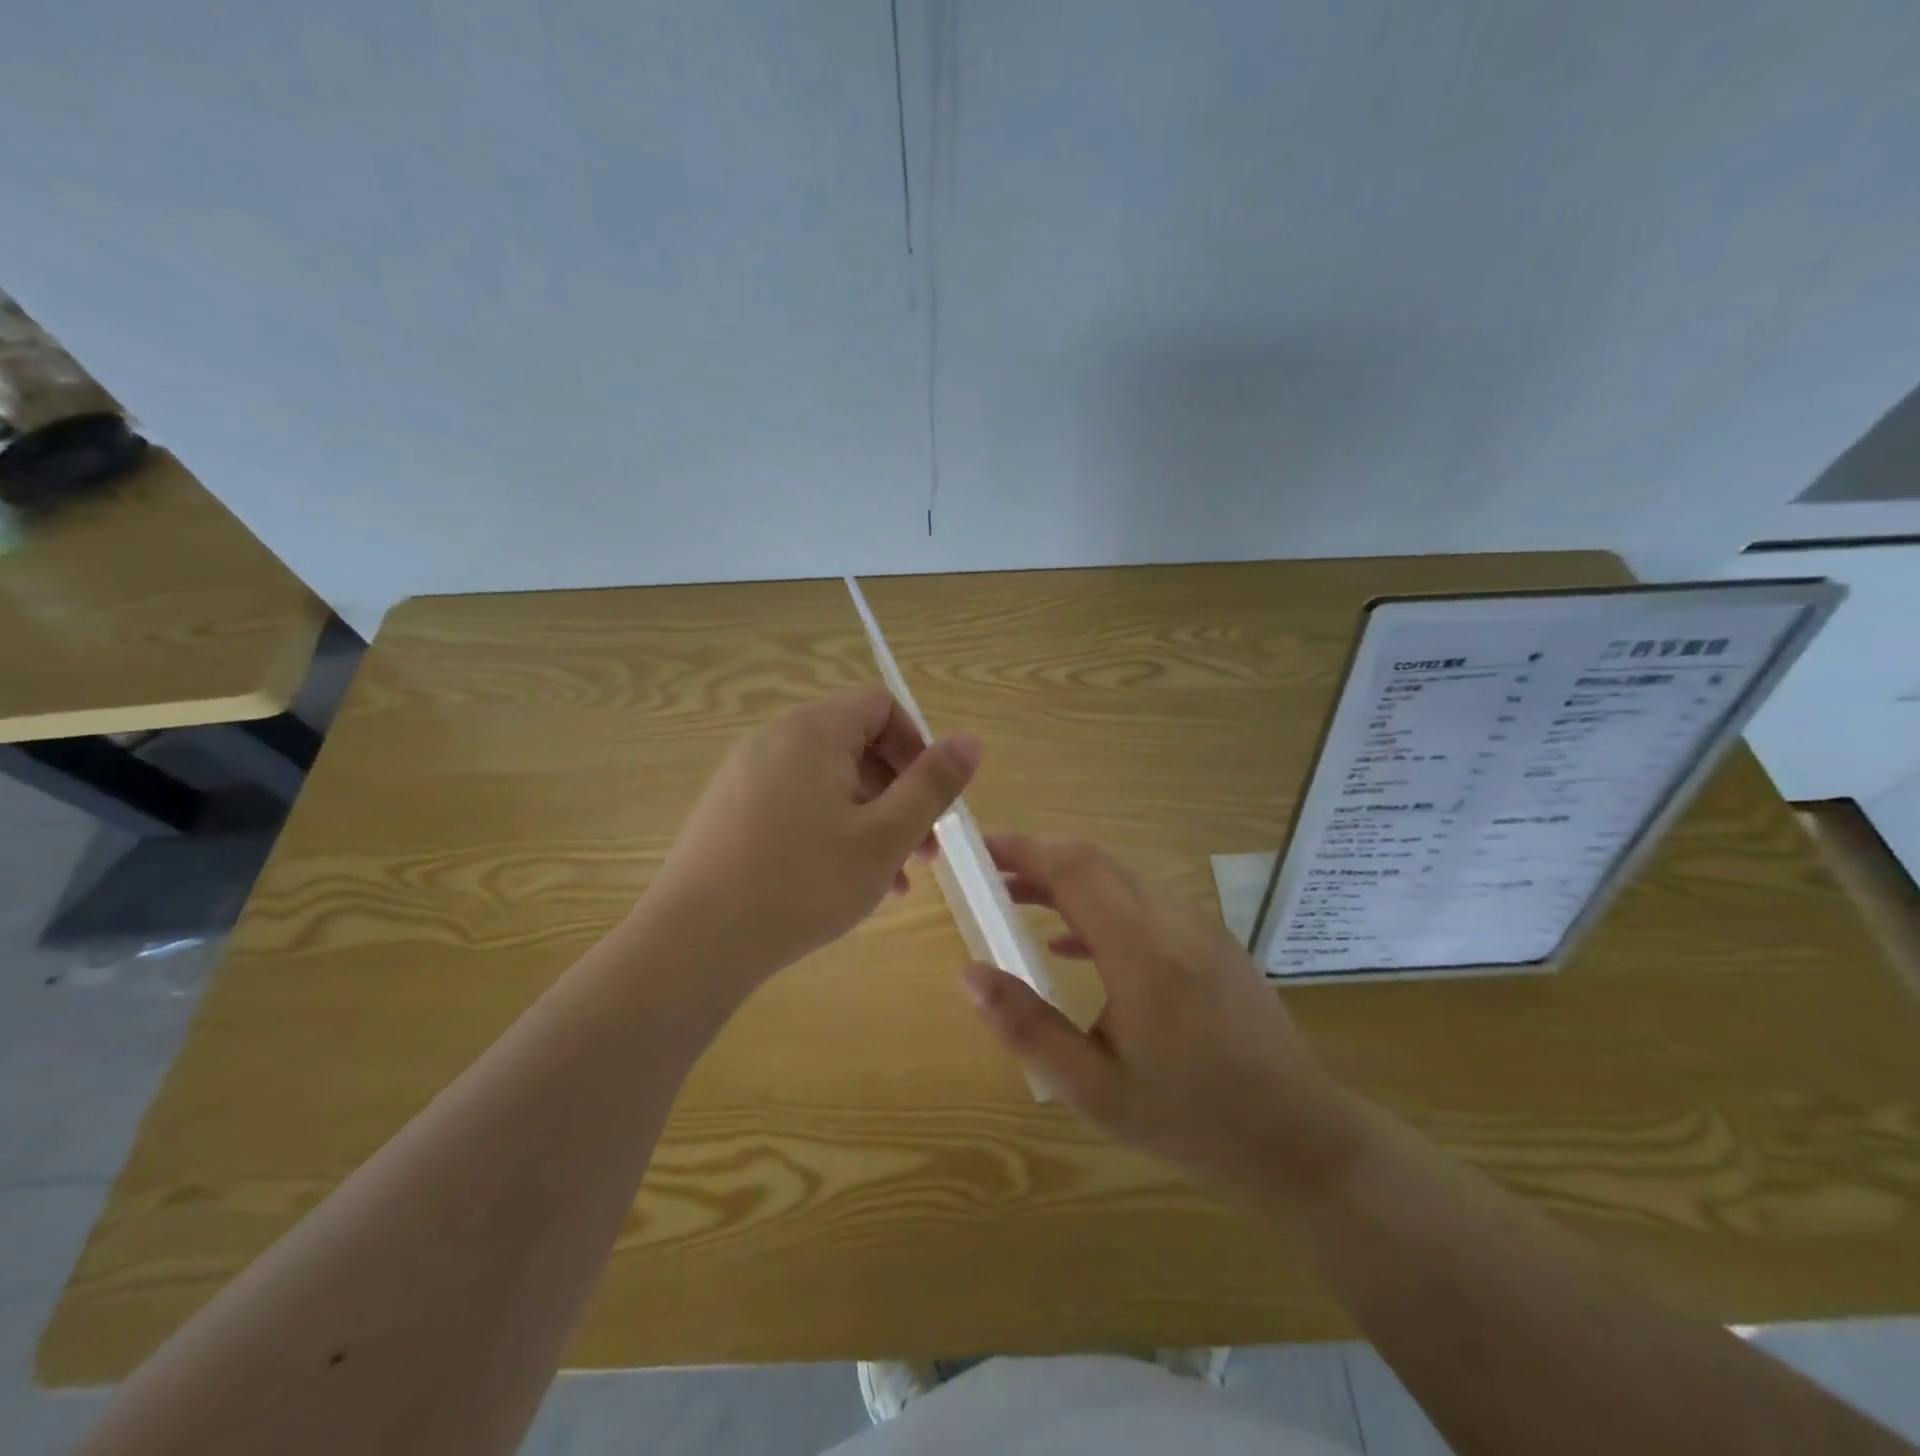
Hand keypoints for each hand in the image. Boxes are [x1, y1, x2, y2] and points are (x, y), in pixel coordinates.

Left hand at [642, 684, 980, 988]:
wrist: (694, 943)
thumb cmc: (803, 884)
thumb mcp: (885, 836)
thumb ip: (933, 784)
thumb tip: (971, 739)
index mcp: (812, 732)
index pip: (880, 705)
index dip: (916, 745)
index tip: (930, 800)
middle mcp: (774, 740)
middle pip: (855, 744)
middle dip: (897, 792)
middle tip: (920, 851)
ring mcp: (744, 776)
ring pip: (827, 781)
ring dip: (869, 819)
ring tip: (890, 880)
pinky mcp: (728, 812)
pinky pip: (795, 803)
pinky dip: (829, 830)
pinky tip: (843, 884)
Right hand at [960, 834, 1361, 1198]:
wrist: (1299, 1136)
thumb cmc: (1190, 1118)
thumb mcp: (1093, 1090)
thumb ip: (1027, 1027)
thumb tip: (969, 974)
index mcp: (1142, 951)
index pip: (1073, 869)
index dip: (1023, 849)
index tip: (979, 849)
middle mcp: (1172, 920)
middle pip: (1094, 861)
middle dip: (1036, 859)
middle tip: (988, 878)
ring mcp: (1199, 925)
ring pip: (1119, 878)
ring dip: (1066, 881)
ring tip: (1017, 902)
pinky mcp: (1212, 939)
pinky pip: (1144, 902)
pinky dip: (1099, 904)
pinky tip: (1072, 944)